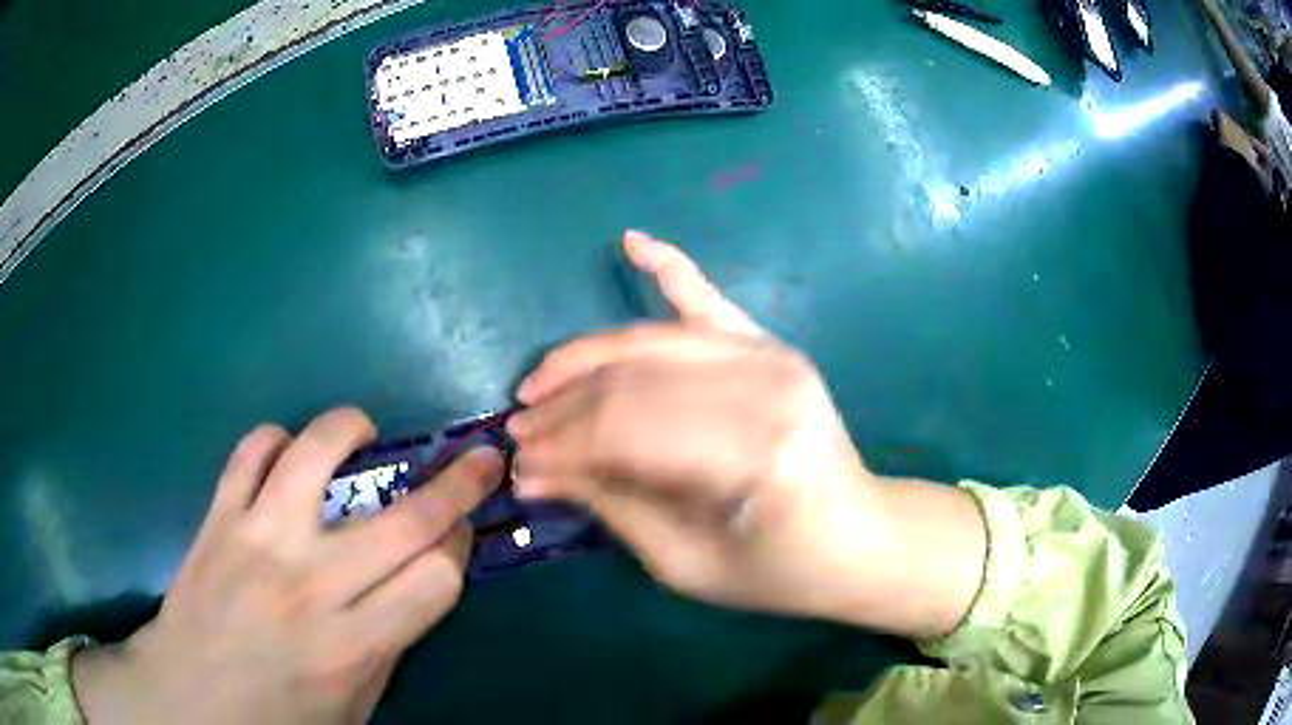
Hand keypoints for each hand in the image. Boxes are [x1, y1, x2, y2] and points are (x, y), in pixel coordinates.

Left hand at [72, 407, 502, 723]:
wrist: (189, 698)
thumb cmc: (277, 719)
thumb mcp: (353, 708)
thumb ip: (389, 647)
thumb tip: (418, 587)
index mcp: (351, 646)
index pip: (435, 578)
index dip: (460, 549)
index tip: (462, 535)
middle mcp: (310, 586)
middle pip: (402, 521)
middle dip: (456, 484)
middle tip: (480, 460)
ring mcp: (257, 541)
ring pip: (314, 457)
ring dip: (350, 430)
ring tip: (364, 432)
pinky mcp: (218, 518)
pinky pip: (248, 453)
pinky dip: (273, 440)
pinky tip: (285, 453)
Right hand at [509, 232, 985, 636]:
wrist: (859, 537)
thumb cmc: (778, 570)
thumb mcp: (686, 564)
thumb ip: (611, 505)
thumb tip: (535, 472)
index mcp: (753, 455)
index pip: (625, 432)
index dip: (562, 447)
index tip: (519, 465)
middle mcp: (764, 387)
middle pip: (631, 382)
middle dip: (562, 407)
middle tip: (519, 431)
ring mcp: (771, 355)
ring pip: (649, 343)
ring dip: (583, 358)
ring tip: (537, 383)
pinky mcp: (771, 345)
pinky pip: (709, 297)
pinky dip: (669, 266)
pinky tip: (630, 241)